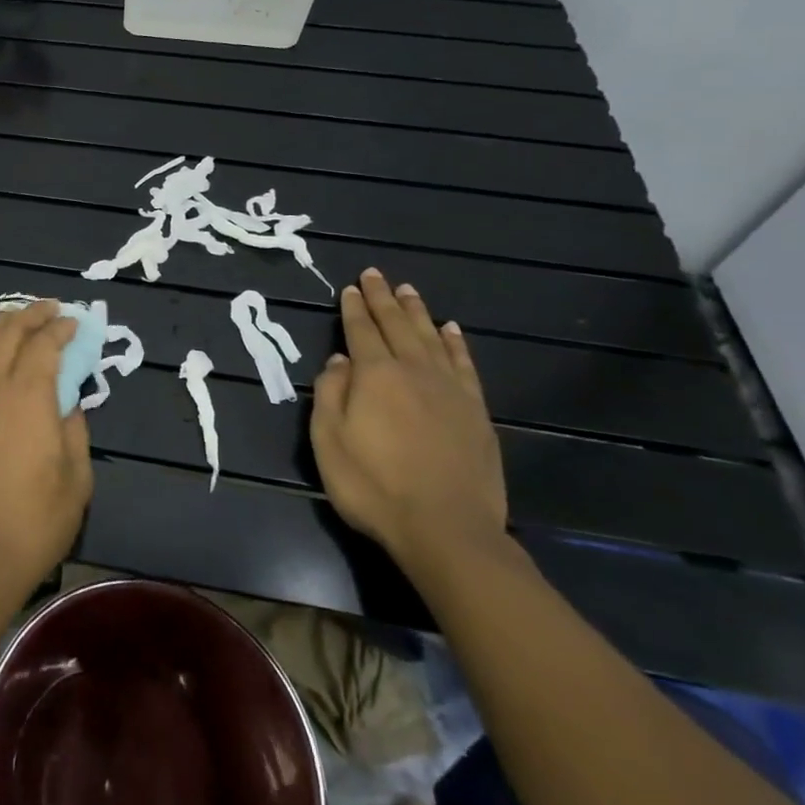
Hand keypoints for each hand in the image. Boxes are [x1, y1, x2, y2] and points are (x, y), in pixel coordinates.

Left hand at [0, 302, 92, 606]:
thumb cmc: (37, 519)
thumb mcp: (77, 477)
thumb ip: (75, 429)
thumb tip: (68, 403)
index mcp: (28, 397)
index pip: (43, 345)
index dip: (60, 329)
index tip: (75, 323)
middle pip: (8, 334)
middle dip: (31, 315)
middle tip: (51, 309)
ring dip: (4, 325)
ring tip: (21, 318)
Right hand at [309, 270, 506, 574]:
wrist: (446, 530)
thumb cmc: (374, 486)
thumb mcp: (328, 441)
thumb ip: (331, 393)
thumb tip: (340, 360)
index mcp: (375, 375)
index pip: (361, 331)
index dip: (354, 308)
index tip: (351, 287)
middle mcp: (413, 371)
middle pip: (397, 326)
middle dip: (383, 299)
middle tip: (376, 275)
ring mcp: (450, 390)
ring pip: (431, 338)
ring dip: (417, 312)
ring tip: (409, 291)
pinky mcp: (476, 412)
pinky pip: (464, 365)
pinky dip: (456, 344)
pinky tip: (451, 330)